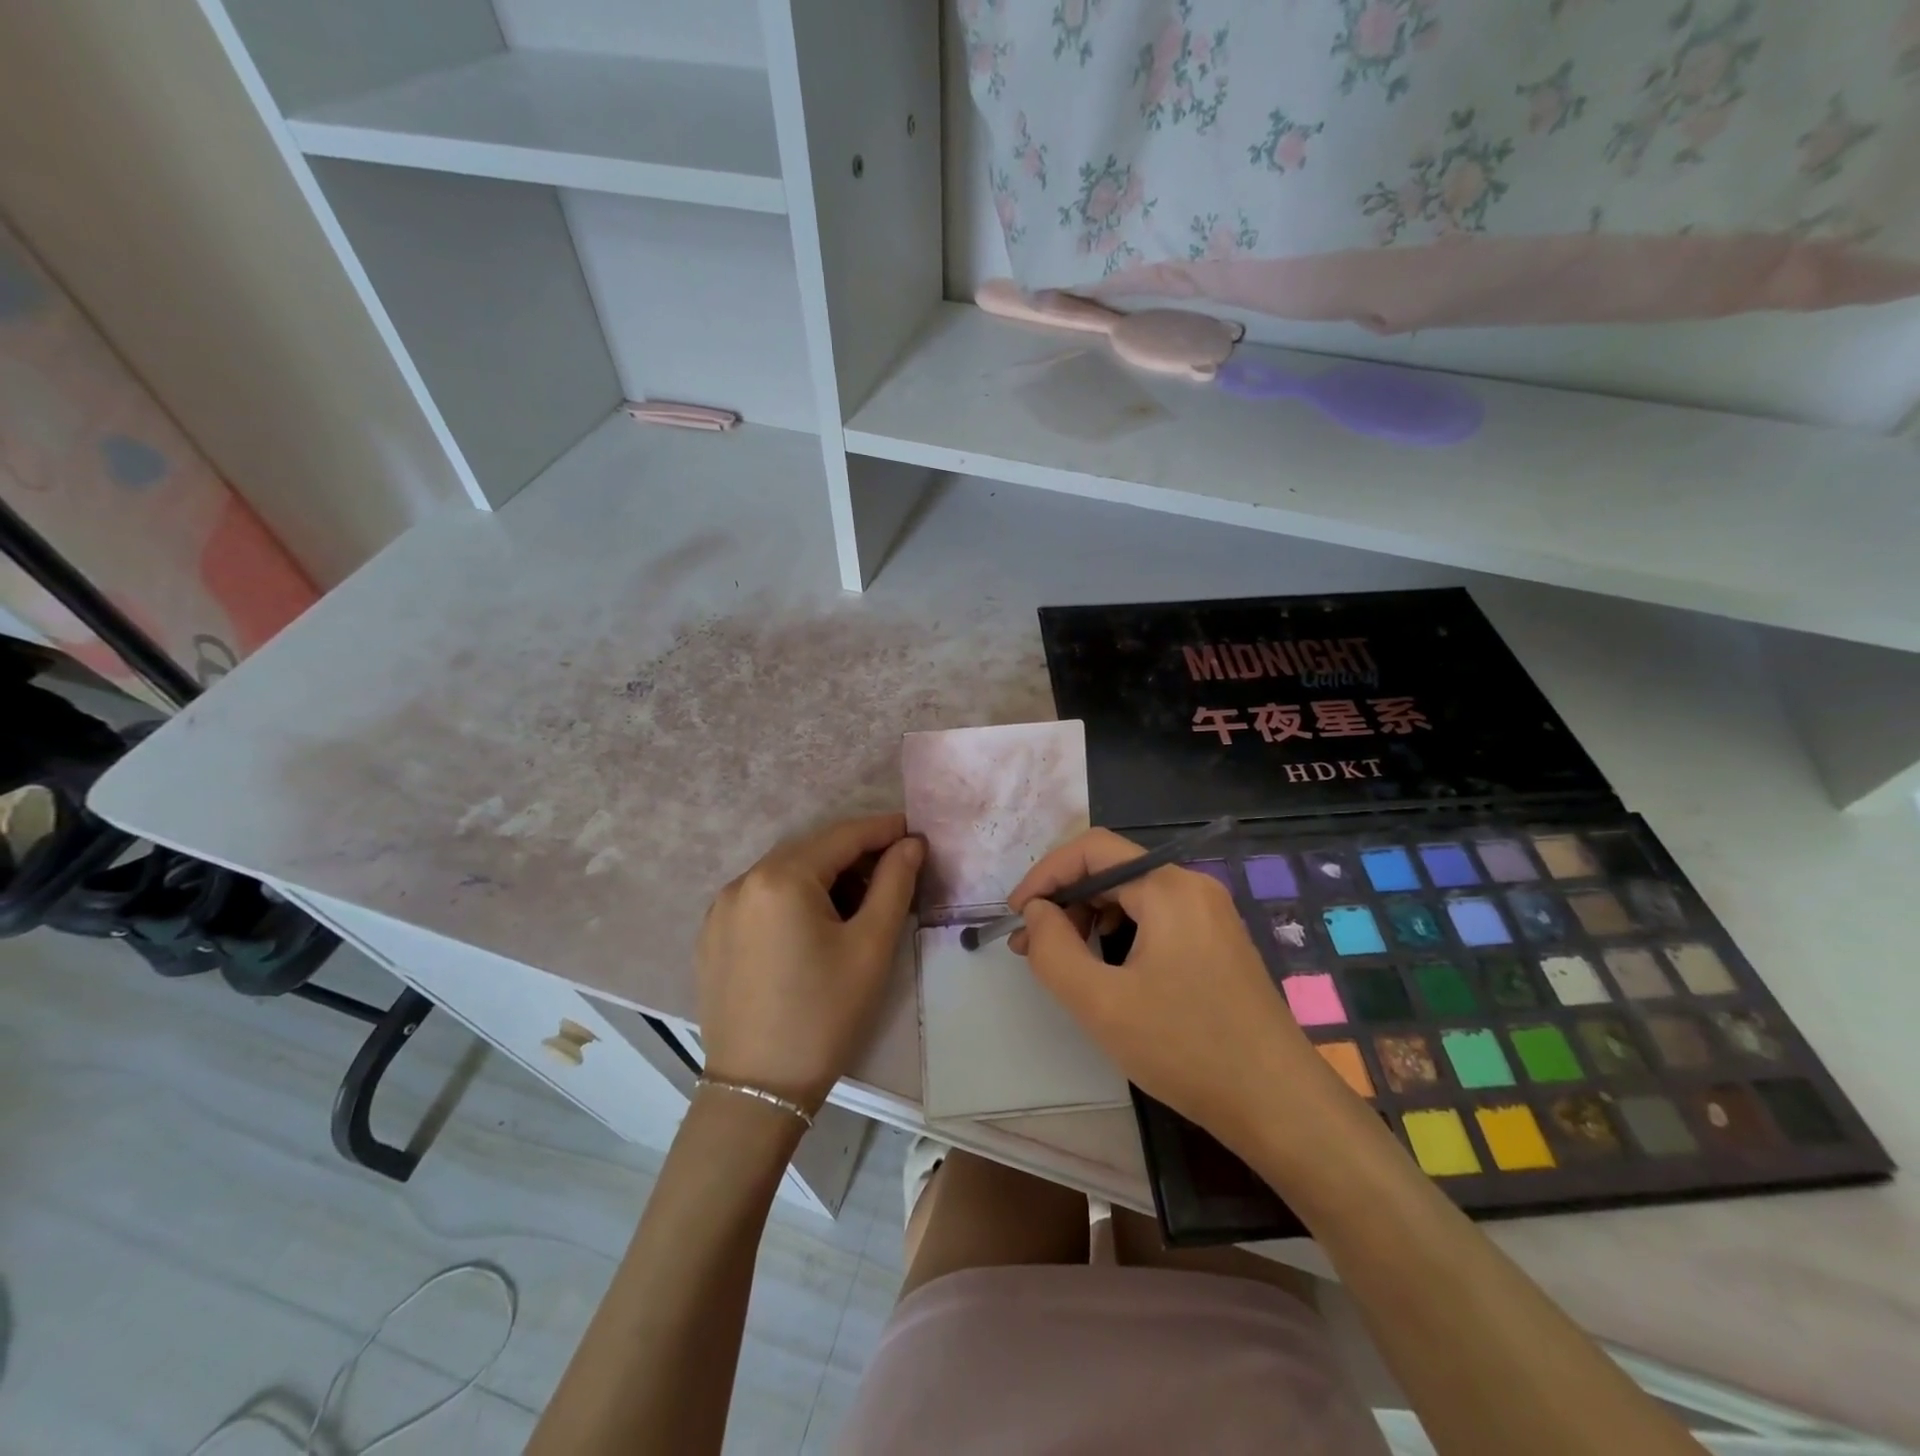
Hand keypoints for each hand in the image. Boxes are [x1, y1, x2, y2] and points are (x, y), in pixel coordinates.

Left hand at [697, 813, 922, 1111]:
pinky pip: (762, 898)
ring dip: (825, 876)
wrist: (759, 1088)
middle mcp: (742, 881)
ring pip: (785, 873)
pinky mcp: (712, 936)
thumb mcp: (871, 946)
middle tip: (896, 871)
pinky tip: (816, 925)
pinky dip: (795, 898)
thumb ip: (894, 883)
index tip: (915, 833)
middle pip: (811, 851)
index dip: (883, 830)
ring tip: (861, 901)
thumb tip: (910, 844)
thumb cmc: (825, 1013)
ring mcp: (720, 909)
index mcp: (780, 877)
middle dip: (856, 854)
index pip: (842, 835)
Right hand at [1008, 829, 1338, 1150]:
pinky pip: (1155, 917)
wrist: (1279, 1105)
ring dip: (1089, 917)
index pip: (1092, 849)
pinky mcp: (1216, 941)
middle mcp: (1192, 887)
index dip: (1046, 873)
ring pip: (1132, 894)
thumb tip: (1036, 913)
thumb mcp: (1101, 1003)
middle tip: (1032, 945)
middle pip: (1112, 869)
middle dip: (1065, 900)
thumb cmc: (1186, 1048)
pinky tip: (1106, 968)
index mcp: (1169, 888)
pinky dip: (1119, 932)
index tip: (1017, 915)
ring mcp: (1210, 914)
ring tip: (1063, 960)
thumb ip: (1053, 950)